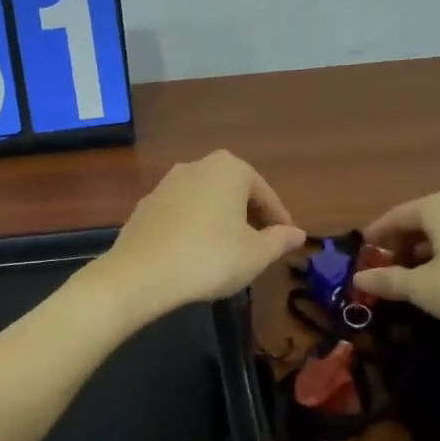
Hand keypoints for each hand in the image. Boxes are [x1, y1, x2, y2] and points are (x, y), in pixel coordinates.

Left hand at [92, 152, 306, 323]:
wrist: (141, 274)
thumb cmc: (210, 258)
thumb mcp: (256, 254)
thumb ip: (280, 241)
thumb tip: (297, 234)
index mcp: (230, 169)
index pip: (265, 193)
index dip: (279, 219)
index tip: (288, 240)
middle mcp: (197, 166)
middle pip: (234, 192)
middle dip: (249, 216)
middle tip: (261, 244)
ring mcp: (166, 184)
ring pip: (205, 201)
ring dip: (220, 221)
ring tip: (229, 251)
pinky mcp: (145, 206)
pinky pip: (181, 214)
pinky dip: (194, 228)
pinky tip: (196, 253)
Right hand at [354, 189, 439, 339]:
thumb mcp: (423, 287)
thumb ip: (389, 280)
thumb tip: (359, 277)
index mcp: (437, 206)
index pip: (395, 216)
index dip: (375, 236)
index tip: (361, 255)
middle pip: (419, 219)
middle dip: (399, 243)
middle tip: (384, 267)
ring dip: (423, 249)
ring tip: (412, 274)